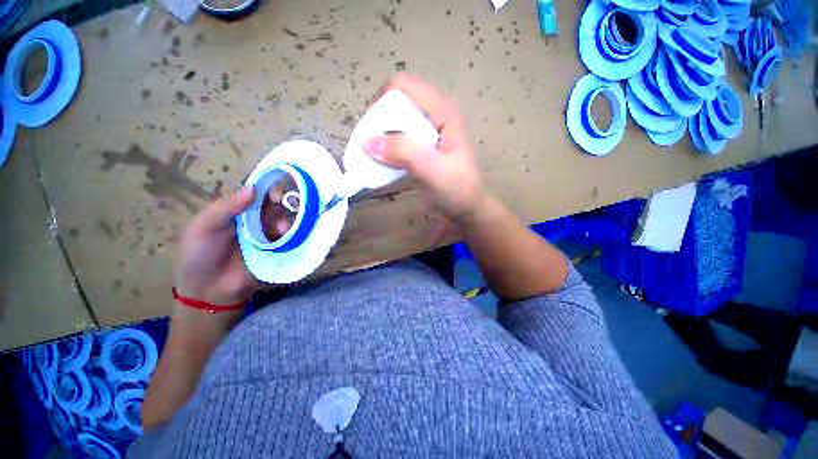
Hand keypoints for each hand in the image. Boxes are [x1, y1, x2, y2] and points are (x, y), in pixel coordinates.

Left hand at [176, 187, 291, 304]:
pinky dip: (295, 234)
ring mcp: (271, 235)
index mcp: (239, 210)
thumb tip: (254, 188)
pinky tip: (290, 236)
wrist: (209, 291)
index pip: (259, 193)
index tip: (275, 195)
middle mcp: (258, 219)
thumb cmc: (200, 255)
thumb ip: (226, 207)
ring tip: (284, 228)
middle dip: (285, 203)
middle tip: (286, 208)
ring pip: (288, 219)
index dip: (270, 189)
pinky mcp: (279, 249)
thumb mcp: (204, 227)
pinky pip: (292, 237)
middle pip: (278, 204)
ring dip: (291, 219)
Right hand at [363, 74, 485, 220]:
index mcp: (443, 111)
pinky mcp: (424, 145)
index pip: (403, 87)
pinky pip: (400, 137)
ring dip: (382, 135)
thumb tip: (367, 142)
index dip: (382, 103)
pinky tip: (384, 161)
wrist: (467, 209)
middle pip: (397, 102)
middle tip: (371, 147)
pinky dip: (388, 146)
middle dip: (379, 121)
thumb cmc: (457, 190)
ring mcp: (429, 130)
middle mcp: (435, 114)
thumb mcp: (433, 171)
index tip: (372, 132)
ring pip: (397, 120)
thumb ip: (404, 153)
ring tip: (374, 156)